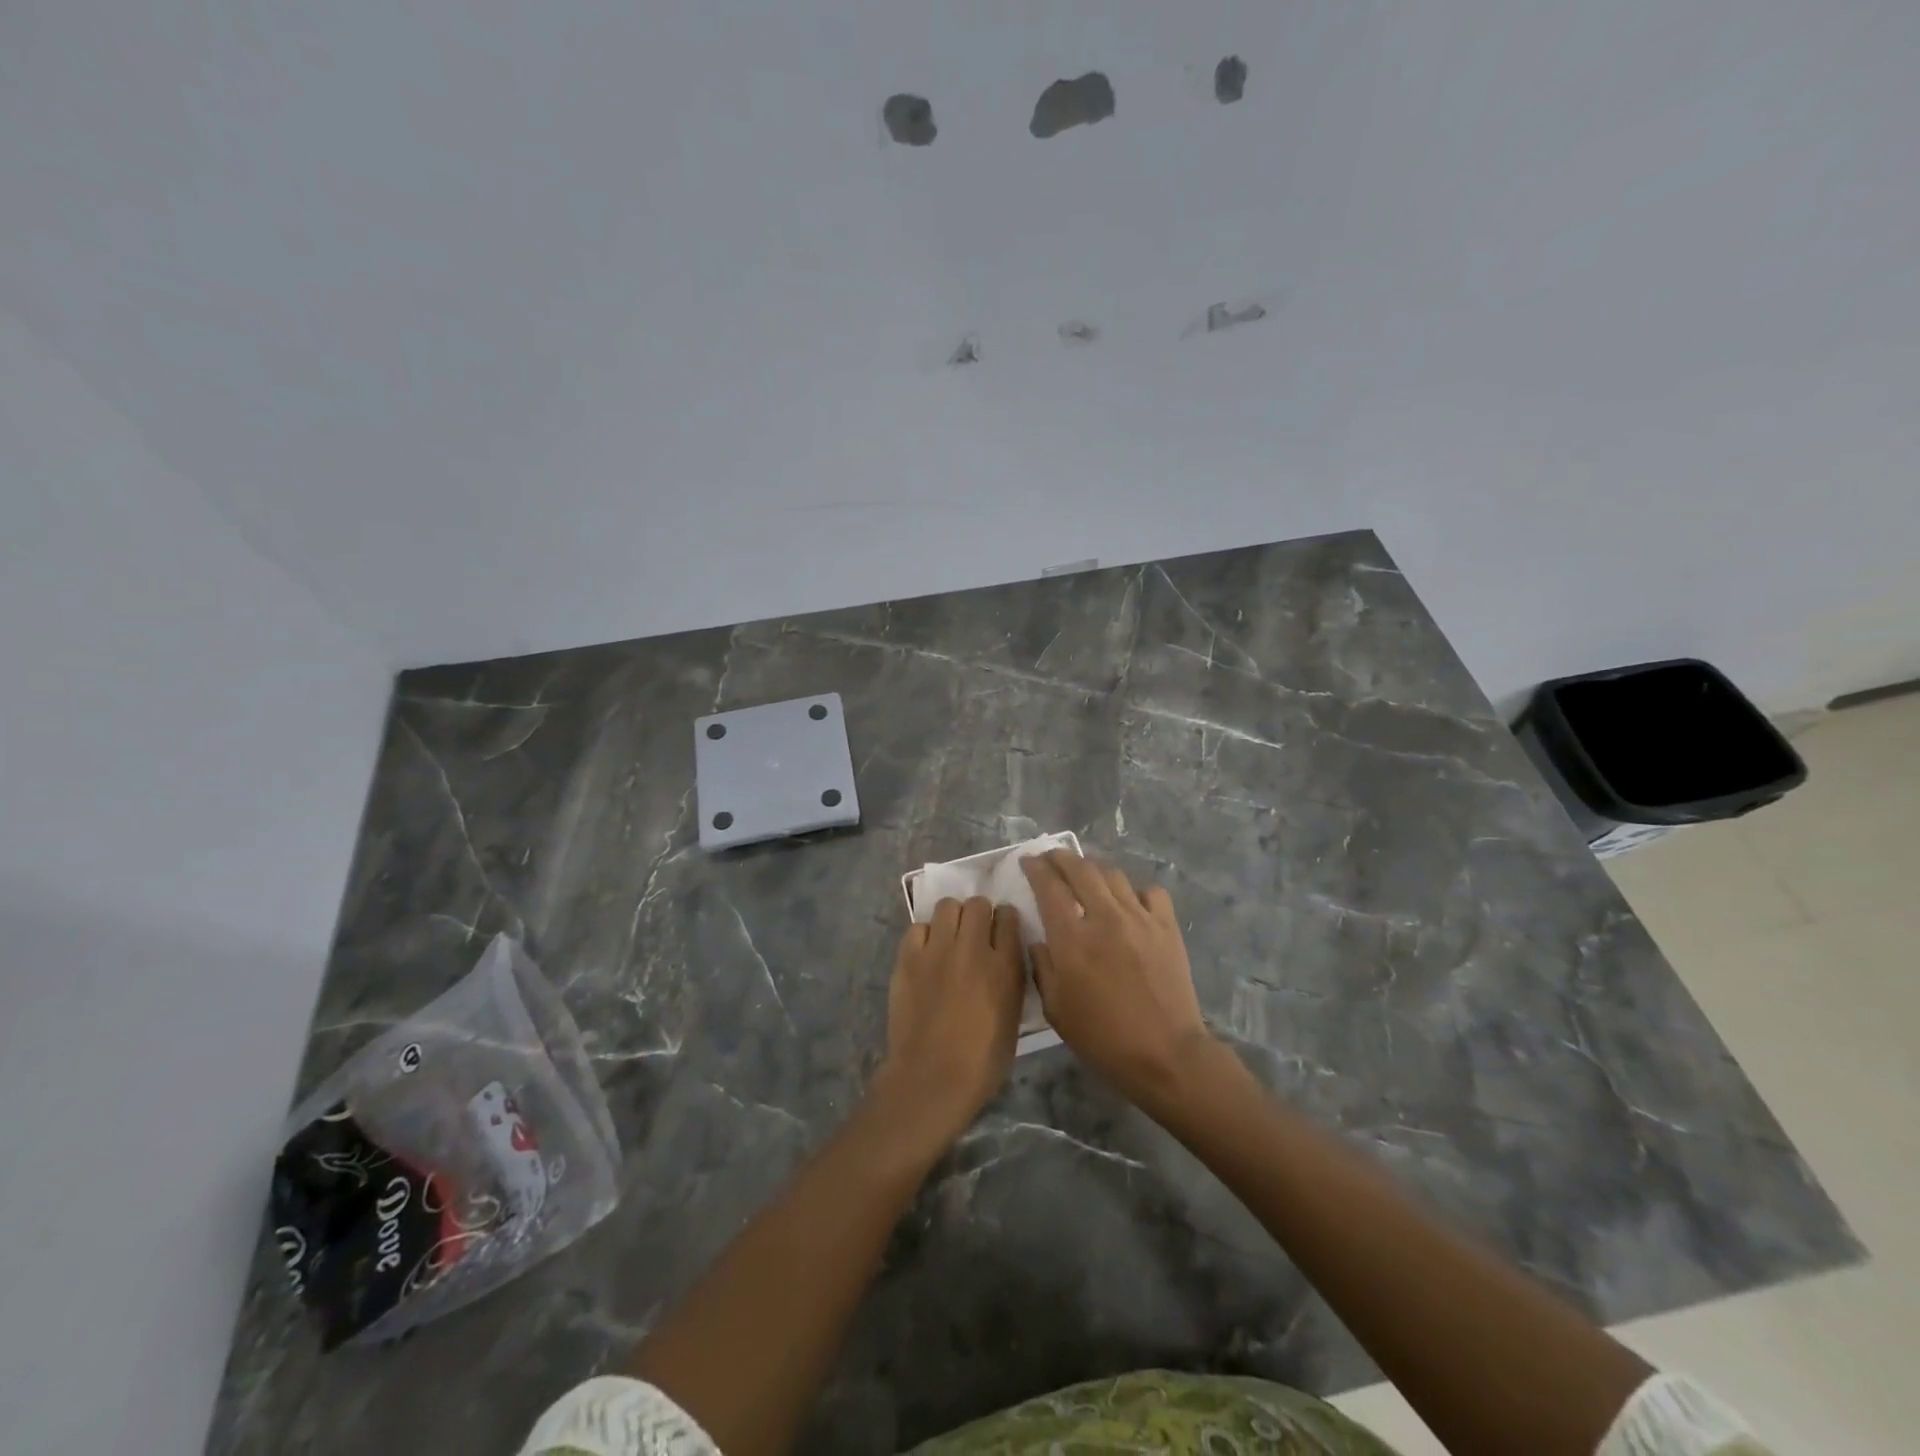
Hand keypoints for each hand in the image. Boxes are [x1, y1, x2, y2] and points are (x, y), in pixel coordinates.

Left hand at [872, 897, 1025, 1145]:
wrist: (931, 1078)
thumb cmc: (982, 1061)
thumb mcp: (1013, 1018)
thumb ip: (1011, 978)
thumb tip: (1004, 956)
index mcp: (1005, 966)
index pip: (1009, 918)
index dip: (1005, 921)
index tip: (1001, 931)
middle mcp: (973, 949)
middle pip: (978, 904)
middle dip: (979, 914)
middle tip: (975, 933)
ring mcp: (937, 950)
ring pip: (947, 906)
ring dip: (952, 918)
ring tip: (949, 938)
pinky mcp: (908, 958)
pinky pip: (918, 927)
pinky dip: (924, 936)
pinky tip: (926, 954)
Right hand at [1021, 851, 1212, 1104]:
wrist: (1166, 1054)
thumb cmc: (1103, 1038)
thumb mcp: (1056, 1010)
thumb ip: (1042, 967)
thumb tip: (1039, 940)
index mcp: (1072, 938)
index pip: (1049, 886)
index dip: (1035, 868)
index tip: (1027, 861)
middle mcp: (1105, 917)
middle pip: (1080, 868)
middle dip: (1061, 857)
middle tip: (1051, 858)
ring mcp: (1140, 918)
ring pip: (1113, 874)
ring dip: (1093, 868)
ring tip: (1085, 873)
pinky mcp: (1166, 927)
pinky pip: (1149, 892)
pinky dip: (1134, 890)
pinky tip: (1129, 902)